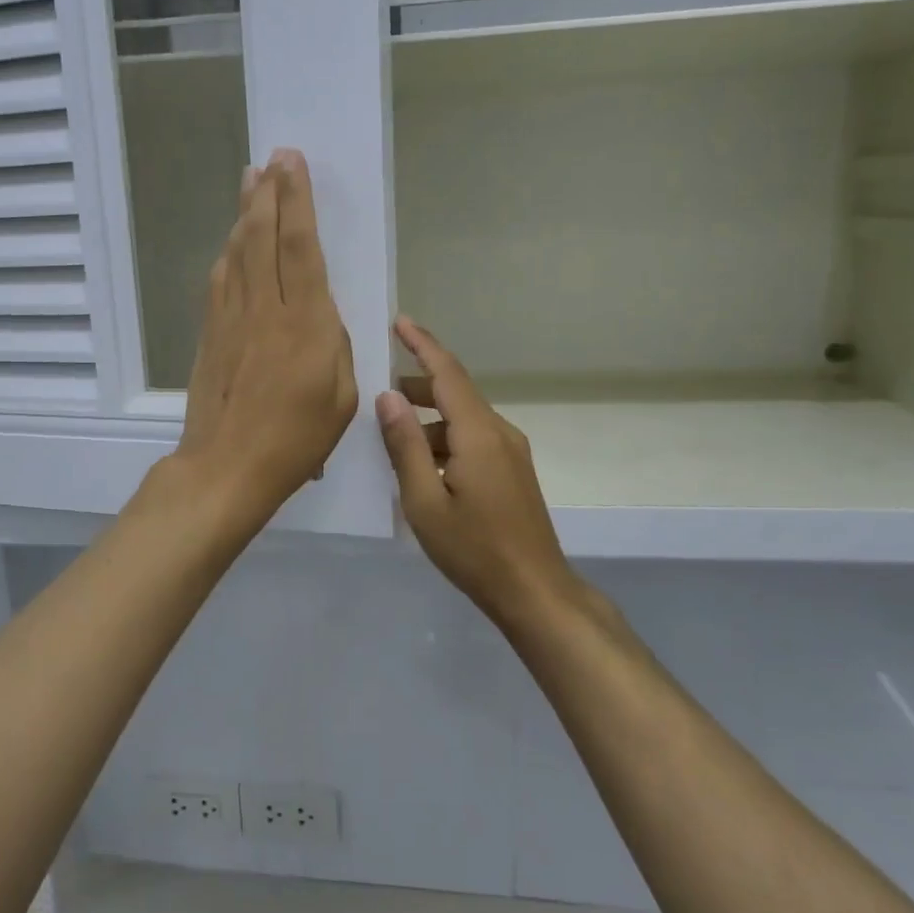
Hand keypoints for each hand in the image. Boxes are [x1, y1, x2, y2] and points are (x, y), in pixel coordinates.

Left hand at [169, 149, 356, 521]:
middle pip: (263, 237)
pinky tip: (233, 241)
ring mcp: (231, 319)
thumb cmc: (296, 440)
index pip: (300, 246)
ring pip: (238, 252)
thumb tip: (319, 315)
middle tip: (272, 158)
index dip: (296, 200)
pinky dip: (229, 252)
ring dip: (245, 213)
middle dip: (269, 192)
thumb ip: (334, 344)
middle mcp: (265, 309)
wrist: (226, 466)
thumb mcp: (341, 397)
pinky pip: (220, 280)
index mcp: (306, 324)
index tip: (292, 164)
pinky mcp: (211, 334)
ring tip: (250, 181)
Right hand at [375, 318, 582, 628]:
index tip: (399, 322)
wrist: (534, 590)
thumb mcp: (424, 500)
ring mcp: (511, 452)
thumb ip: (405, 445)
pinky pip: (474, 439)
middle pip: (456, 393)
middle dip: (418, 387)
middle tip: (379, 397)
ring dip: (429, 420)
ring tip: (394, 439)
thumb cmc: (473, 549)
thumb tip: (388, 398)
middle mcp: (499, 432)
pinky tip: (424, 466)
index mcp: (478, 432)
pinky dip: (445, 440)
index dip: (422, 345)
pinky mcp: (513, 471)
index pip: (447, 373)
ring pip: (464, 419)